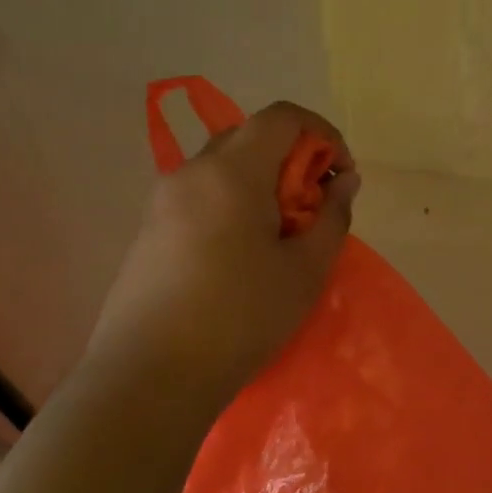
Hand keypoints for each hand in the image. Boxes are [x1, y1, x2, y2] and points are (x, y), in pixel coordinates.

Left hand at [89, 101, 359, 403]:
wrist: (148, 376)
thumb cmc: (240, 317)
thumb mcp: (305, 270)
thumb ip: (332, 216)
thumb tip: (343, 181)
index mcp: (232, 171)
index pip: (282, 116)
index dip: (322, 133)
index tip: (340, 175)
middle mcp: (192, 172)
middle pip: (250, 135)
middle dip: (292, 158)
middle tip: (313, 205)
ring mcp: (163, 199)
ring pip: (224, 165)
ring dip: (262, 181)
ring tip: (280, 233)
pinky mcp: (148, 228)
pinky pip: (201, 193)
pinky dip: (233, 200)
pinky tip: (242, 252)